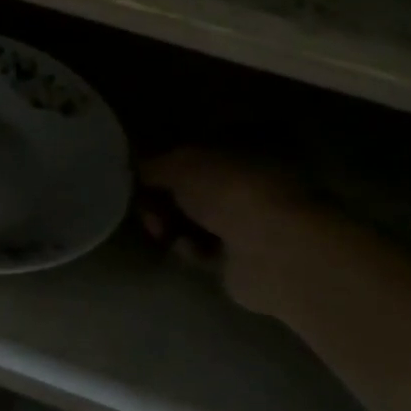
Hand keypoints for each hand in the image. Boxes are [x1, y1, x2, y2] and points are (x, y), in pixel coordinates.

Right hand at [137, 147, 316, 317]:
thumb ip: (153, 166)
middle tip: (148, 212)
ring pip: (193, 221)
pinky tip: (189, 249)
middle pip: (190, 191)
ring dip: (171, 225)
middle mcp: (247, 185)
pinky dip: (190, 249)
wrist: (273, 250)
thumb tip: (136, 170)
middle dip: (162, 200)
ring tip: (162, 232)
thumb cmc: (229, 192)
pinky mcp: (242, 259)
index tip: (140, 180)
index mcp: (242, 151)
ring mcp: (248, 224)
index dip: (163, 167)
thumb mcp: (180, 165)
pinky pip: (203, 250)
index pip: (193, 156)